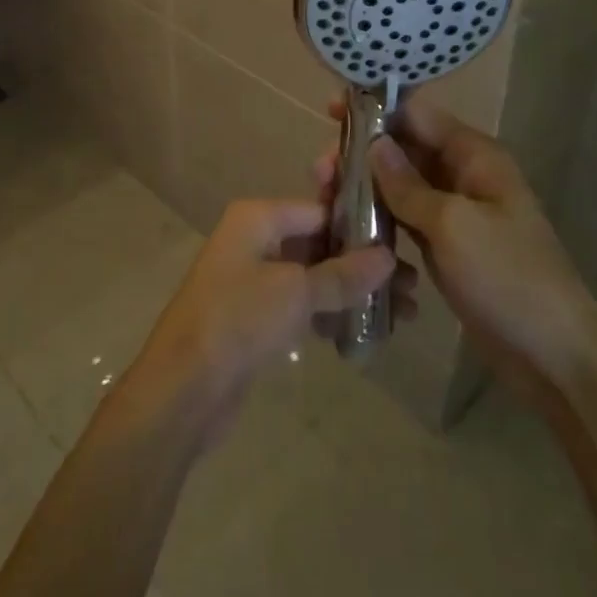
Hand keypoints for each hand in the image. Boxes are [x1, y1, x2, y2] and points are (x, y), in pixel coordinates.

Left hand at [128, 200, 394, 445]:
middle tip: (412, 288)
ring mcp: (253, 278)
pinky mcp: (255, 317)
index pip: (319, 209)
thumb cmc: (238, 320)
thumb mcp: (295, 292)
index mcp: (258, 217)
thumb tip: (387, 257)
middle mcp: (254, 239)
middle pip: (318, 242)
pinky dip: (329, 314)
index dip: (360, 225)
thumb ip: (342, 274)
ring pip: (312, 276)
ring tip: (403, 315)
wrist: (184, 387)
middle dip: (362, 263)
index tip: (404, 245)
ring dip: (352, 292)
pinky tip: (365, 333)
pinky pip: (301, 305)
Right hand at [319, 95, 596, 391]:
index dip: (374, 108)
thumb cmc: (508, 278)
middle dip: (360, 153)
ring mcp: (453, 211)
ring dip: (363, 186)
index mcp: (474, 155)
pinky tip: (347, 227)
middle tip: (319, 172)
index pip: (417, 113)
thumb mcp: (453, 225)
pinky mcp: (444, 244)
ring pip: (399, 184)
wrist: (556, 357)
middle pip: (403, 147)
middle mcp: (462, 174)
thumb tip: (373, 142)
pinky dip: (378, 217)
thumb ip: (407, 184)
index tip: (329, 112)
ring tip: (324, 198)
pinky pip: (404, 217)